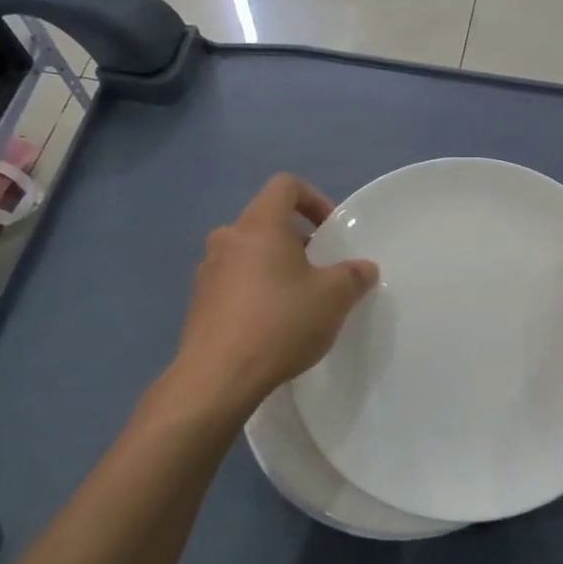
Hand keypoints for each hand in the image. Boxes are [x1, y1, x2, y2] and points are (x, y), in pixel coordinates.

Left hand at [158, 174, 377, 422]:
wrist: (218, 377)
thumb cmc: (281, 322)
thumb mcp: (334, 298)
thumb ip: (353, 276)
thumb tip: (363, 268)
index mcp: (260, 225)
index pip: (285, 185)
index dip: (313, 199)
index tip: (330, 231)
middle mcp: (228, 238)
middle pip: (266, 221)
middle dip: (297, 240)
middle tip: (320, 270)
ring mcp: (208, 271)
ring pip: (249, 253)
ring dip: (275, 267)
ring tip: (298, 301)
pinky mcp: (198, 303)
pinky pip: (234, 283)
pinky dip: (256, 291)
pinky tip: (272, 326)